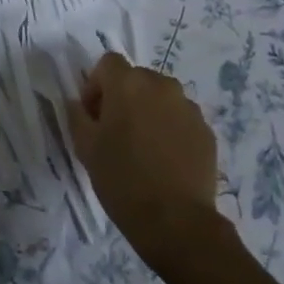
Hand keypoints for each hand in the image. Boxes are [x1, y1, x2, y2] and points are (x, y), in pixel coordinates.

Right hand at [67, 54, 222, 271]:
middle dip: (123, 97)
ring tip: (143, 147)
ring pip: (161, 97)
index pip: (108, 63)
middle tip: (116, 132)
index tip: (94, 115)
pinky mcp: (206, 130)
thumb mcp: (85, 147)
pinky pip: (181, 118)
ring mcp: (188, 107)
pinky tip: (165, 160)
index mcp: (128, 84)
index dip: (96, 84)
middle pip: (137, 78)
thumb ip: (78, 115)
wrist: (176, 221)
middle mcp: (161, 85)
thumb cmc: (122, 179)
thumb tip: (79, 104)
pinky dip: (170, 129)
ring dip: (149, 111)